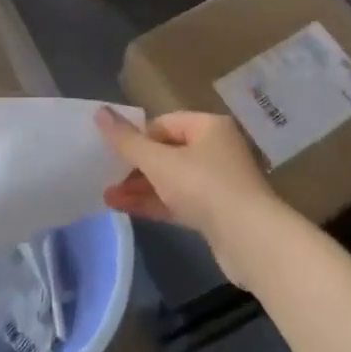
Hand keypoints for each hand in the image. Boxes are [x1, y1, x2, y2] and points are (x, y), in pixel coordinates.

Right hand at [96, 108, 287, 286]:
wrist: (250, 239)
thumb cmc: (204, 187)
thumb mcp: (159, 162)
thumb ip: (127, 141)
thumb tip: (100, 112)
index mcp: (209, 127)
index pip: (165, 123)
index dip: (138, 136)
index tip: (114, 152)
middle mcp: (217, 150)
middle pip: (168, 152)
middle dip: (135, 166)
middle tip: (106, 176)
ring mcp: (219, 183)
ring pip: (172, 180)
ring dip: (141, 187)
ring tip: (107, 197)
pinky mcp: (217, 212)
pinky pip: (180, 201)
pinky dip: (155, 203)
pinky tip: (126, 209)